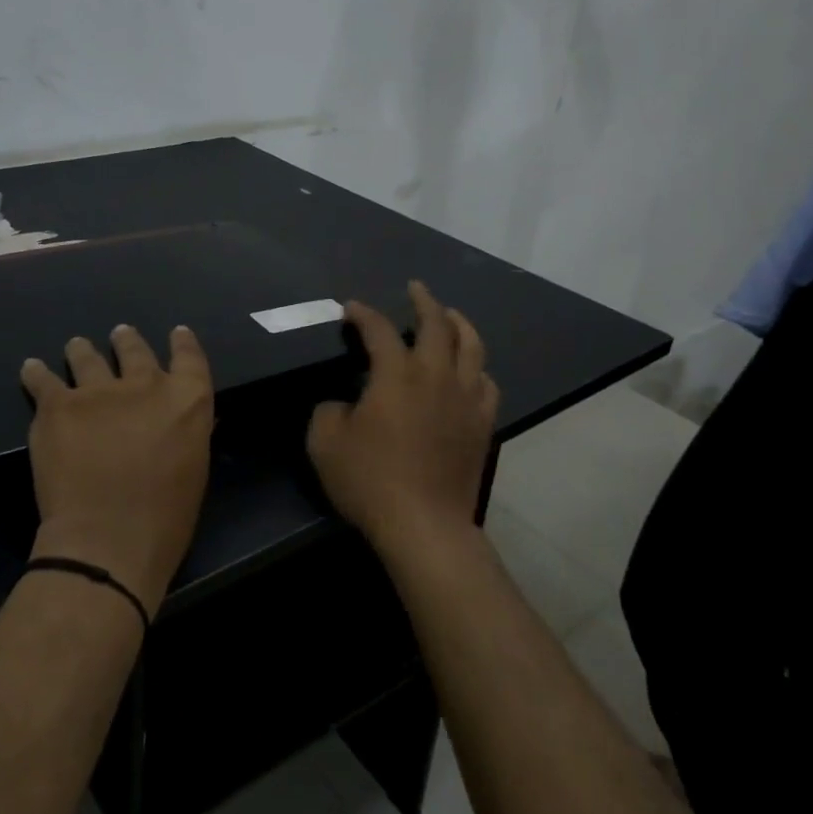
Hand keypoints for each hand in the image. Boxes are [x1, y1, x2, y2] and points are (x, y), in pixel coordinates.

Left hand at [21, 325, 214, 617]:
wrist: (108, 537)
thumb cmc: (164, 518)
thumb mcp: (193, 468)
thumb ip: (183, 433)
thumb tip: (173, 422)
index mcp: (187, 401)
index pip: (190, 358)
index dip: (183, 343)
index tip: (177, 333)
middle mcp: (145, 385)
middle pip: (135, 350)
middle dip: (127, 341)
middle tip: (120, 335)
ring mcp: (99, 390)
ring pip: (88, 357)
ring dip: (83, 350)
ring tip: (77, 345)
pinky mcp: (58, 405)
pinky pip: (43, 379)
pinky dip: (36, 372)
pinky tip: (31, 368)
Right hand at [307, 283, 498, 558]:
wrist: (425, 524)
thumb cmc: (371, 480)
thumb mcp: (325, 443)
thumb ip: (329, 411)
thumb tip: (343, 404)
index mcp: (396, 375)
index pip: (380, 330)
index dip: (363, 314)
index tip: (350, 308)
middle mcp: (436, 376)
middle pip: (437, 324)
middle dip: (424, 300)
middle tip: (415, 289)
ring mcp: (466, 399)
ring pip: (472, 346)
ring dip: (459, 324)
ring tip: (450, 315)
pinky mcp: (482, 424)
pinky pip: (486, 383)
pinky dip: (477, 368)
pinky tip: (471, 370)